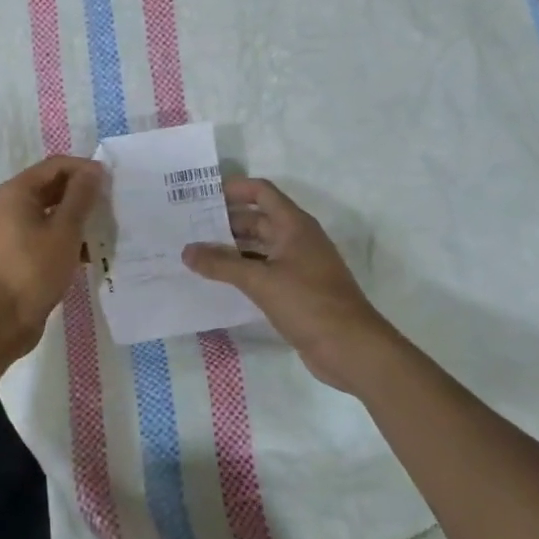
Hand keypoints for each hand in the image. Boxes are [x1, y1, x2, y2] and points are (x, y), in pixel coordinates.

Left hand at [0, 155, 103, 358]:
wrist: (2, 320)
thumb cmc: (34, 269)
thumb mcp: (65, 230)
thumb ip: (81, 196)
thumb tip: (94, 169)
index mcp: (17, 191)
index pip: (56, 165)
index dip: (85, 169)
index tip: (113, 183)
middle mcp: (10, 204)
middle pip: (52, 187)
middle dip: (83, 194)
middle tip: (112, 205)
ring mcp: (11, 230)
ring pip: (50, 212)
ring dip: (77, 218)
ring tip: (105, 228)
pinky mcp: (17, 253)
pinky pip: (46, 234)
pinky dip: (66, 238)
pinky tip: (89, 253)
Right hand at [184, 178, 398, 391]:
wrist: (351, 348)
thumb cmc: (308, 303)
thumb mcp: (260, 281)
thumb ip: (221, 265)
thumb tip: (186, 251)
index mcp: (294, 225)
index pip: (261, 192)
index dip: (234, 189)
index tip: (202, 196)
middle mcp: (297, 239)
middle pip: (258, 219)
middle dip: (225, 222)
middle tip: (189, 228)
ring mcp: (299, 265)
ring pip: (259, 247)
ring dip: (232, 249)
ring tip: (197, 254)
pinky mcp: (297, 290)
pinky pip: (264, 271)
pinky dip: (243, 271)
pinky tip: (219, 282)